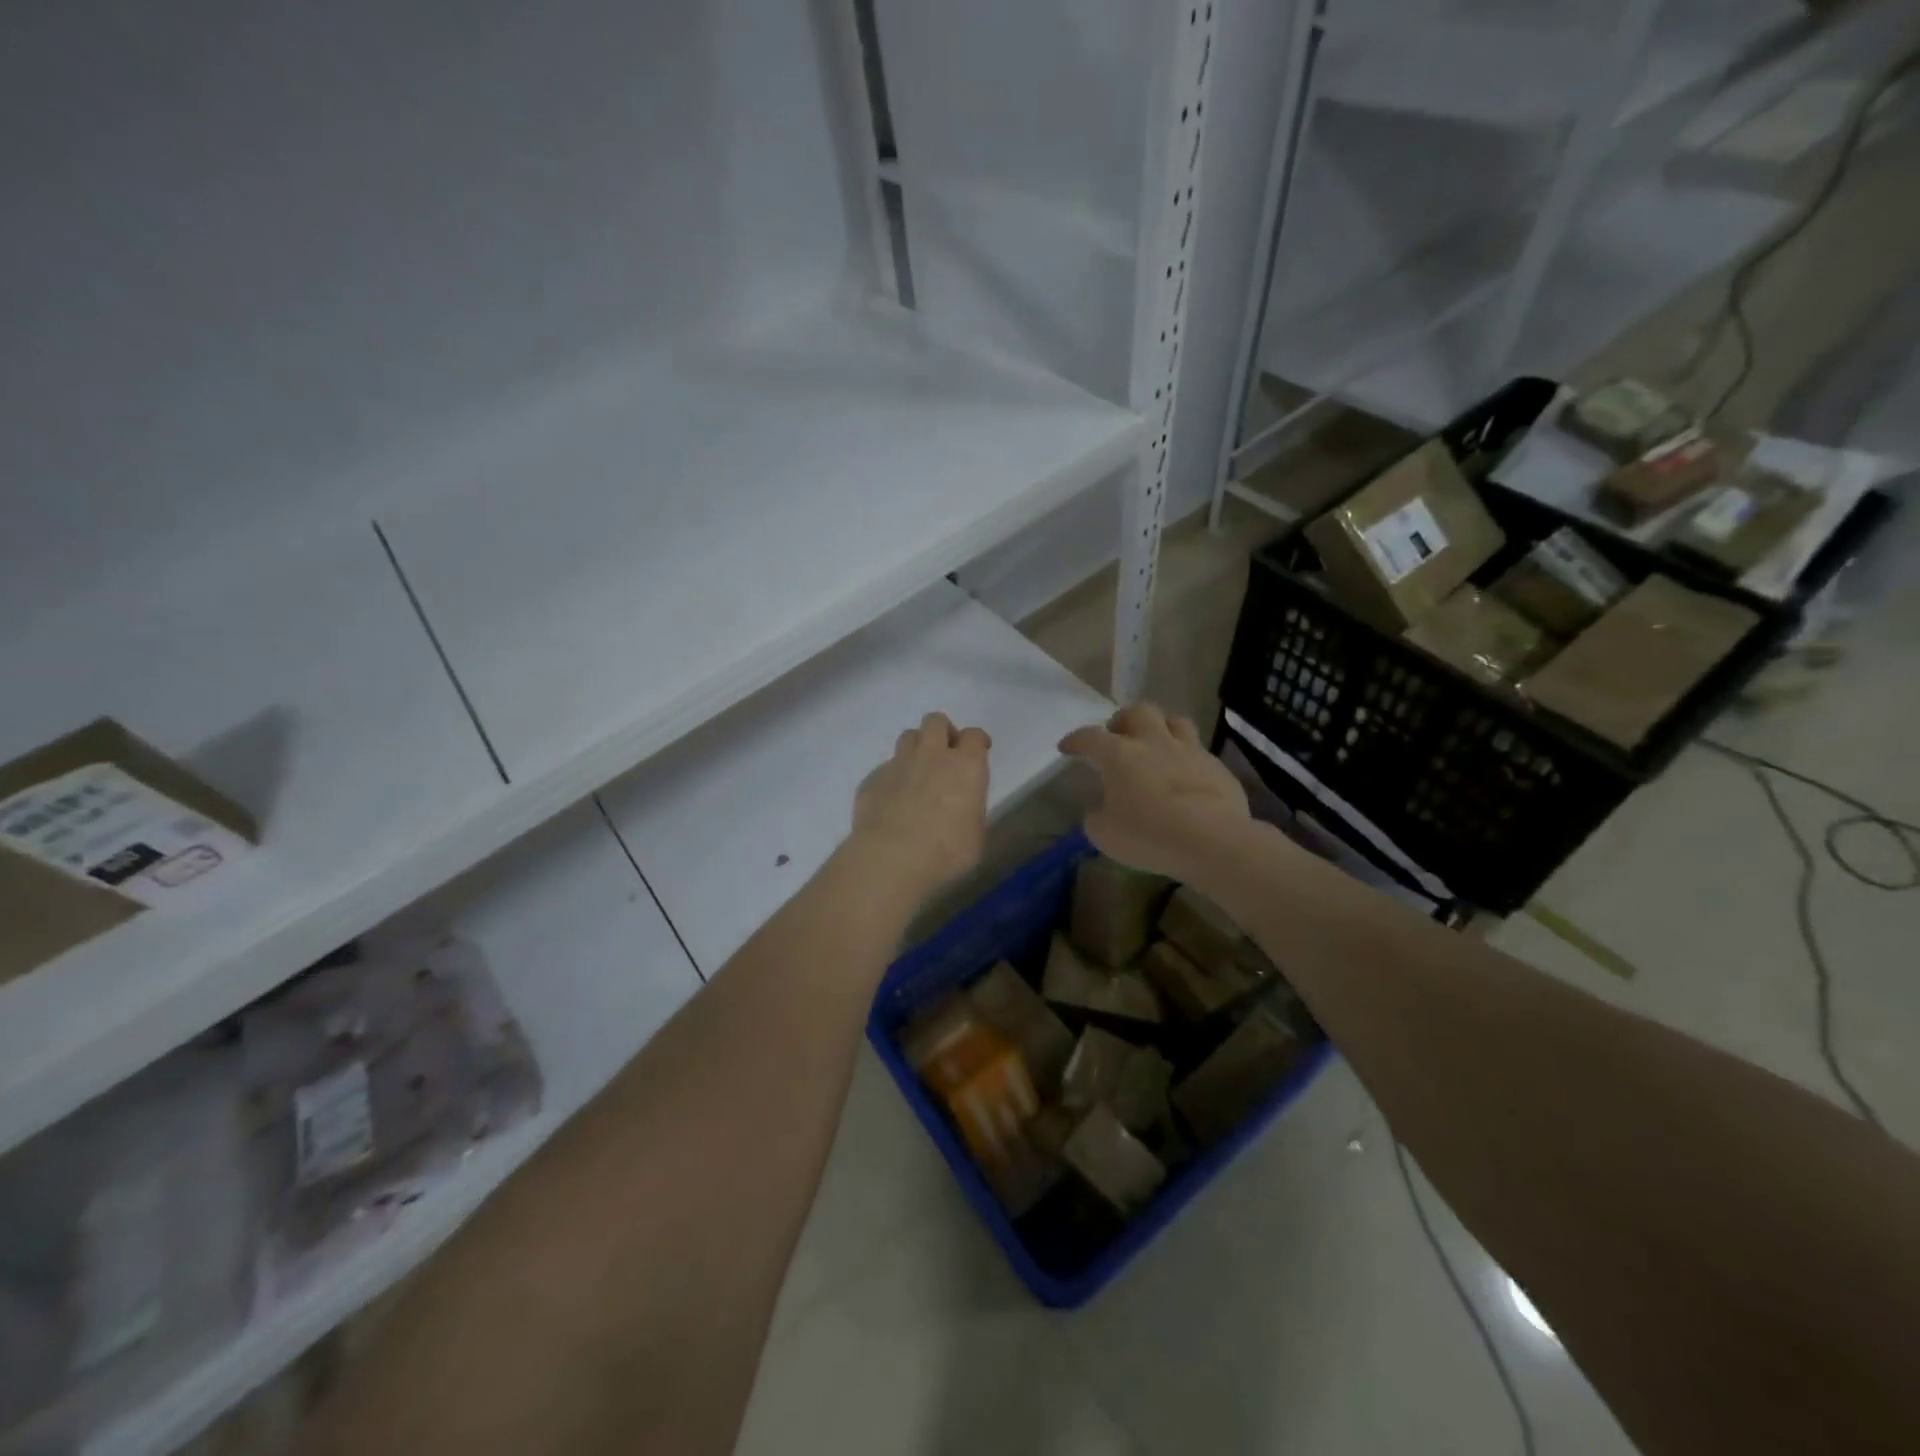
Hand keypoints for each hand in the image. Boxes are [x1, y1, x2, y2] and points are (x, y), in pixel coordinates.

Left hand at [849, 713, 990, 901]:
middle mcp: (932, 755)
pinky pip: (885, 768)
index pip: (974, 736)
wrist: (891, 859)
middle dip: (943, 732)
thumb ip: (970, 810)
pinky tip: (892, 801)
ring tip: (918, 772)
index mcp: (965, 766)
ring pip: (908, 737)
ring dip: (916, 748)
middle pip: (936, 722)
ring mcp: (898, 764)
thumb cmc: (946, 852)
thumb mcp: (975, 836)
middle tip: (945, 754)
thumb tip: (962, 807)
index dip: (977, 741)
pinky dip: (893, 778)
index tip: (978, 750)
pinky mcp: (872, 779)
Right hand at [1059, 703, 1251, 882]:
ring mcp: (1189, 751)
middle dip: (1123, 720)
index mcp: (1119, 755)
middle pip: (1138, 712)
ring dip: (1161, 727)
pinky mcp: (1217, 767)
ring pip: (1175, 721)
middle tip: (1118, 737)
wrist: (1211, 840)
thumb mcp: (1104, 834)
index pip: (1090, 737)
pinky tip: (1186, 777)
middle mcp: (1154, 743)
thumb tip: (1101, 810)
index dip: (1076, 740)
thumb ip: (1097, 816)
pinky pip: (1199, 752)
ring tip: (1156, 744)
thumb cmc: (1148, 835)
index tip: (1067, 747)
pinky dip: (1188, 759)